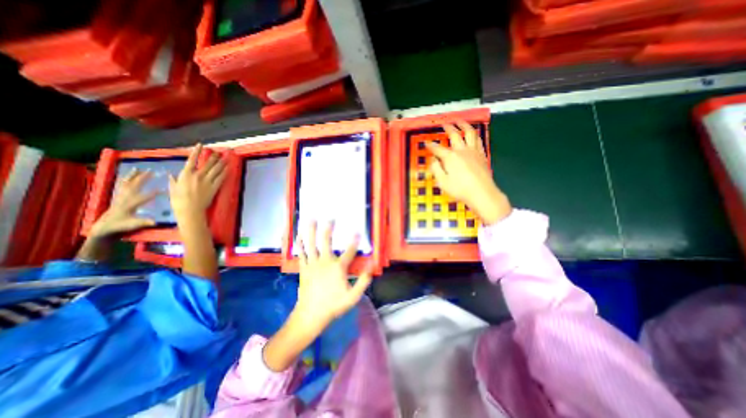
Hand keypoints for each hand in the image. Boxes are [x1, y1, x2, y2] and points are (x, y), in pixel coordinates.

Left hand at [91, 167, 158, 237]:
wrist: (103, 227)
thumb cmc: (120, 226)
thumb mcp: (131, 225)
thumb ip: (142, 222)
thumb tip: (155, 222)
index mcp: (129, 205)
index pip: (143, 197)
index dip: (154, 194)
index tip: (164, 190)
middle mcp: (124, 198)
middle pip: (134, 186)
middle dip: (142, 179)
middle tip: (151, 172)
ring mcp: (120, 196)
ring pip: (126, 183)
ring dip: (132, 176)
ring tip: (138, 169)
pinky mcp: (118, 196)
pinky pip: (122, 185)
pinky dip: (126, 179)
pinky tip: (130, 175)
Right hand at [168, 144, 226, 221]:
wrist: (190, 210)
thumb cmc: (178, 200)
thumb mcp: (173, 189)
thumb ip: (174, 180)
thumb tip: (172, 175)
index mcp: (185, 174)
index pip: (192, 159)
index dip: (197, 151)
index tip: (201, 145)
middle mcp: (198, 176)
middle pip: (208, 163)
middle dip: (214, 157)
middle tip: (219, 152)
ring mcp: (207, 181)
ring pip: (216, 169)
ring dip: (222, 163)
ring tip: (226, 158)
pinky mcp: (214, 187)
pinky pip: (221, 178)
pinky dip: (225, 172)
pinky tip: (228, 169)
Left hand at [293, 222, 370, 326]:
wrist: (311, 315)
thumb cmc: (333, 305)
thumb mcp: (353, 296)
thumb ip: (364, 280)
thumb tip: (372, 265)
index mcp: (338, 267)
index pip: (349, 251)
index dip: (354, 241)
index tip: (357, 232)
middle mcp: (325, 262)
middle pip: (326, 241)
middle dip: (328, 228)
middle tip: (330, 218)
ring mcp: (312, 264)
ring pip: (311, 244)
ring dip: (311, 231)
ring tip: (310, 219)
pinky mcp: (304, 268)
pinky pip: (301, 253)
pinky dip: (300, 243)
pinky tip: (299, 235)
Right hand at [429, 120, 509, 224]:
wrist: (482, 193)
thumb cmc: (460, 189)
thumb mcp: (442, 182)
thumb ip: (436, 169)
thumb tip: (433, 160)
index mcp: (450, 157)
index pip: (438, 149)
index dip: (431, 145)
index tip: (426, 142)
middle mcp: (462, 151)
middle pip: (455, 135)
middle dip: (448, 127)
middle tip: (444, 123)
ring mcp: (474, 151)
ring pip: (470, 133)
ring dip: (464, 125)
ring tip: (460, 121)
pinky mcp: (482, 155)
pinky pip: (478, 140)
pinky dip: (474, 135)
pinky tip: (473, 134)